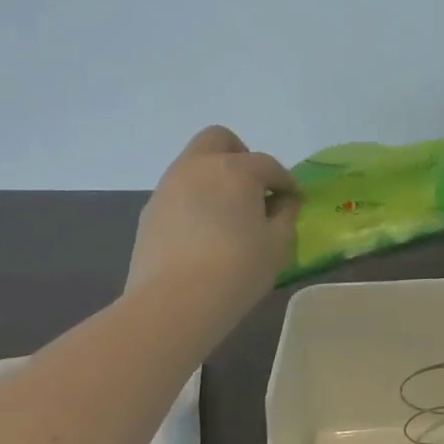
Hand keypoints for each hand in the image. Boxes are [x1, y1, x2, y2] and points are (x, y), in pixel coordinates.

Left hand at [125, 126, 298, 297]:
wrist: (173, 304)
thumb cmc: (236, 269)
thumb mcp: (277, 243)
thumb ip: (284, 214)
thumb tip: (283, 201)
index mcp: (235, 170)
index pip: (268, 165)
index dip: (285, 182)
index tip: (293, 201)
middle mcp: (198, 167)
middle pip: (219, 139)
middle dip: (240, 156)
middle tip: (252, 189)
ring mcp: (168, 187)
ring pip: (194, 164)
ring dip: (214, 178)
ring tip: (228, 215)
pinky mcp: (150, 212)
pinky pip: (179, 192)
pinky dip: (195, 200)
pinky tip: (204, 233)